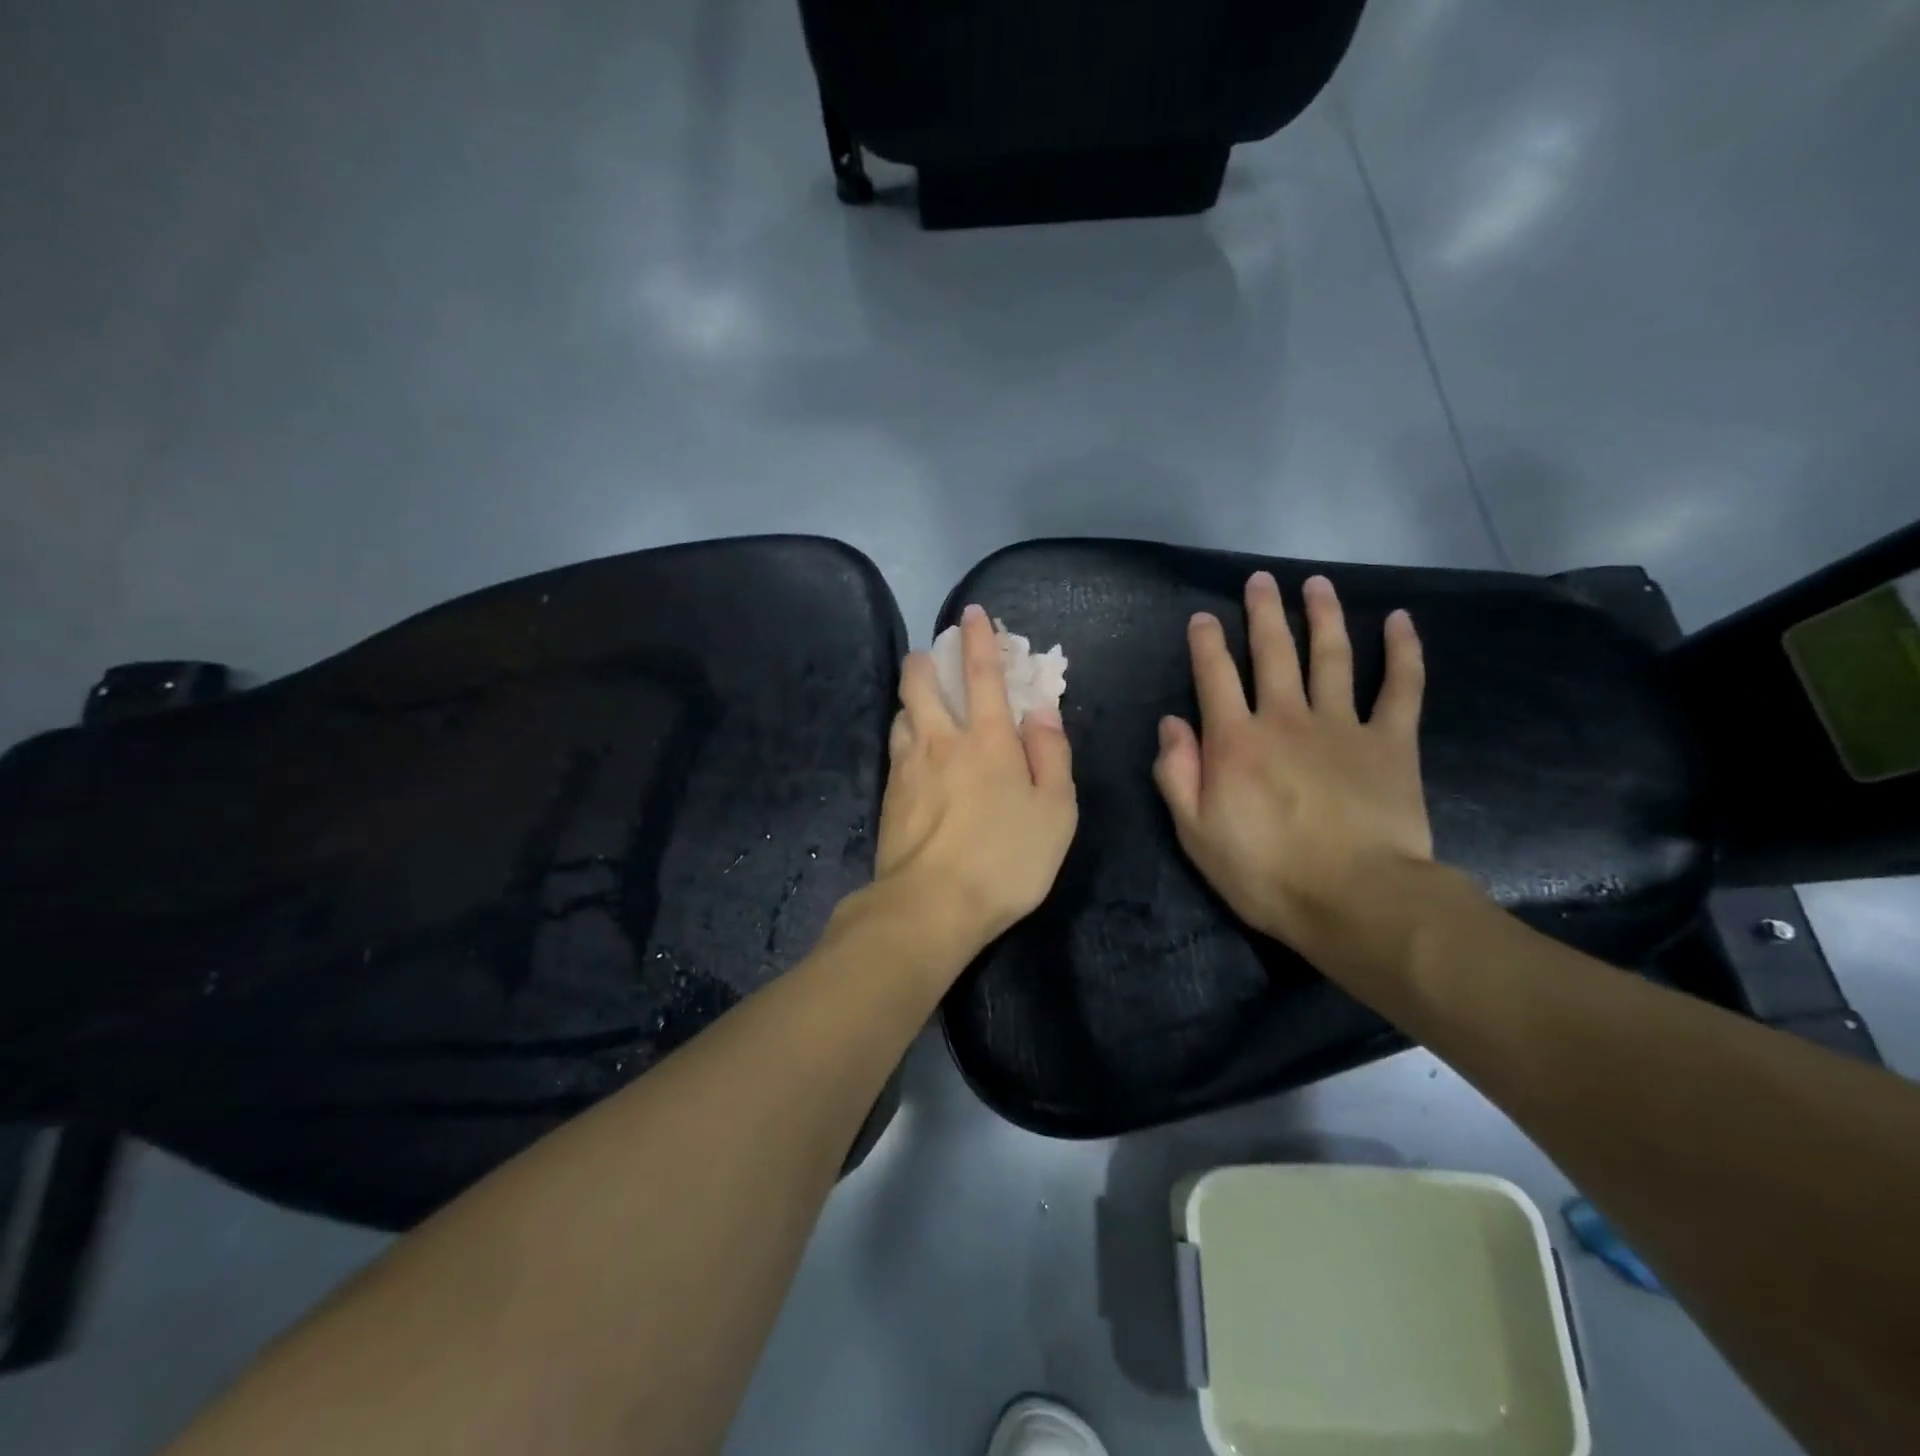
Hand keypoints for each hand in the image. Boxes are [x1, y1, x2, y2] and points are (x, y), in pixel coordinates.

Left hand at [872, 604, 1077, 957]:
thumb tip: (1040, 709)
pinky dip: (904, 735)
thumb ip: (1051, 753)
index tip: (972, 613)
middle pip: (921, 683)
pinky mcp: (888, 796)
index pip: (983, 674)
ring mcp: (907, 768)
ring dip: (912, 697)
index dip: (979, 639)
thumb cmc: (1007, 859)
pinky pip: (895, 749)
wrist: (931, 906)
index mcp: (987, 740)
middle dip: (927, 659)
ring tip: (922, 703)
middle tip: (933, 654)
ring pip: (901, 713)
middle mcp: (940, 742)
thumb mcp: (1056, 810)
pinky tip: (912, 751)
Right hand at [1153, 572, 1430, 951]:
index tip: (1203, 617)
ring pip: (1332, 656)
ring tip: (1316, 584)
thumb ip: (1177, 773)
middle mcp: (1285, 718)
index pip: (1215, 677)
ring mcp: (1342, 725)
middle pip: (1273, 652)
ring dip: (1322, 616)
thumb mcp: (1195, 832)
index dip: (1206, 643)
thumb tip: (1171, 722)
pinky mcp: (1391, 742)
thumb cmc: (1265, 873)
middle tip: (1260, 580)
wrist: (1355, 900)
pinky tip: (1400, 621)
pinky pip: (1401, 687)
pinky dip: (1403, 652)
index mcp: (1235, 741)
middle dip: (1262, 613)